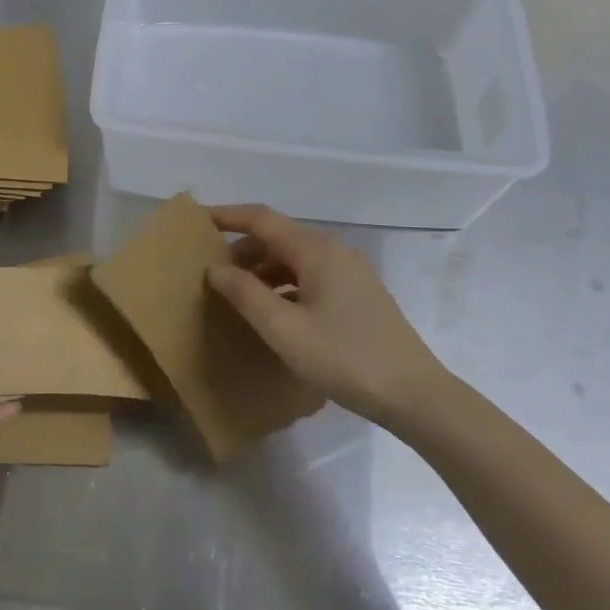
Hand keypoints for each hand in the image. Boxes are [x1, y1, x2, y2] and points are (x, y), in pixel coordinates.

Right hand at [207, 204, 444, 429]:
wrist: (413, 393)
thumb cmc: (343, 357)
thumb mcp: (284, 329)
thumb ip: (245, 293)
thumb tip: (214, 268)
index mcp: (316, 249)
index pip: (262, 218)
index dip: (228, 216)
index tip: (197, 221)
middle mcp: (334, 250)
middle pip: (278, 236)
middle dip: (242, 249)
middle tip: (210, 272)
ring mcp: (349, 271)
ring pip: (294, 257)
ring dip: (262, 268)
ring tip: (234, 294)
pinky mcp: (357, 293)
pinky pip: (309, 275)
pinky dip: (283, 283)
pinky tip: (271, 310)